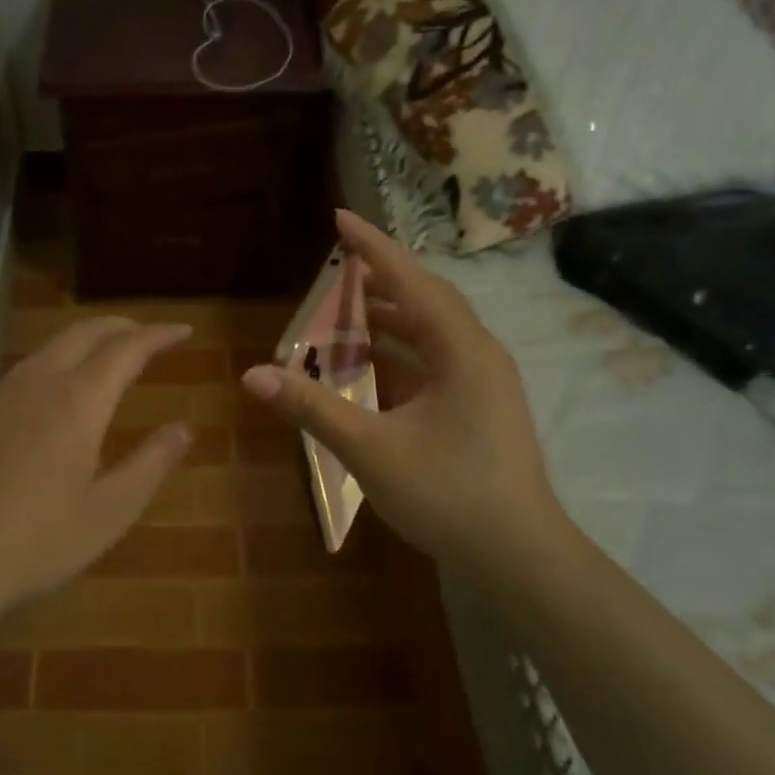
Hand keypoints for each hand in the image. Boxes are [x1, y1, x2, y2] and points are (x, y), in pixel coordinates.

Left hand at [0, 317, 193, 614]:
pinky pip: (20, 374)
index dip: (158, 335)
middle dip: (121, 326)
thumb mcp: (110, 512)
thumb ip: (152, 463)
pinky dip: (51, 368)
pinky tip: (50, 399)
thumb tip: (184, 428)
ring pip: (48, 349)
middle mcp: (37, 383)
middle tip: (147, 334)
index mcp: (78, 401)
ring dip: (84, 343)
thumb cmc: (37, 542)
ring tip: (104, 358)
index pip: (127, 348)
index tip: (183, 331)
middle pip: (84, 333)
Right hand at [241, 211, 563, 570]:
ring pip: (427, 335)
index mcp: (461, 350)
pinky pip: (431, 365)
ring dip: (385, 323)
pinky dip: (395, 358)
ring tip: (340, 316)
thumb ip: (312, 407)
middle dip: (377, 282)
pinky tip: (364, 370)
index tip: (339, 217)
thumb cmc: (449, 494)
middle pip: (423, 301)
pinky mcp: (477, 408)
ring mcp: (480, 384)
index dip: (372, 247)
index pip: (411, 281)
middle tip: (334, 269)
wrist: (520, 557)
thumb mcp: (371, 448)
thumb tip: (253, 375)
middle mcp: (476, 355)